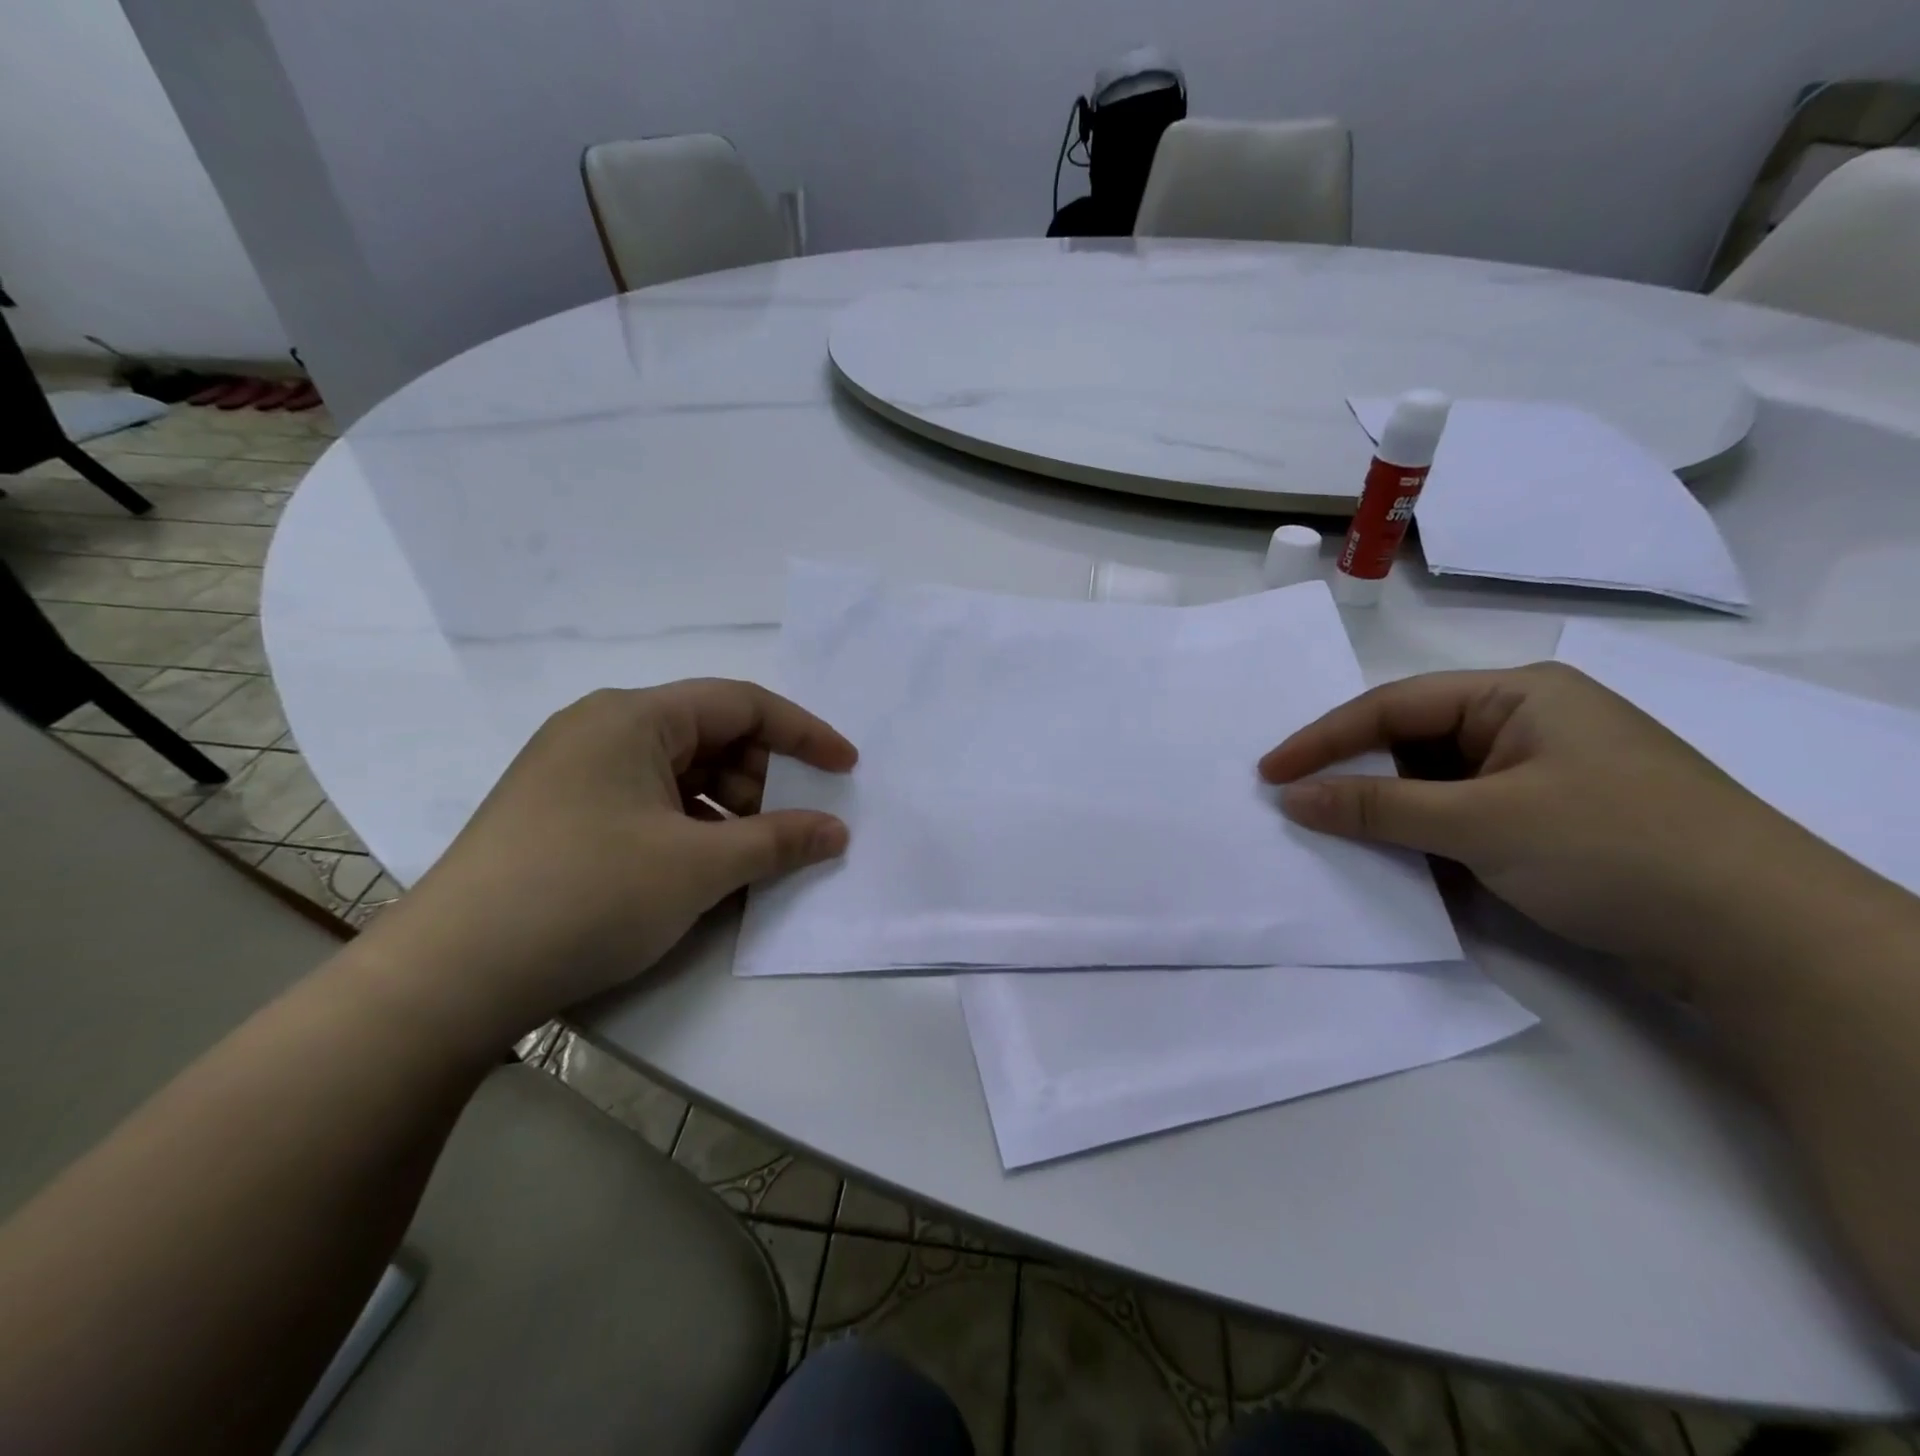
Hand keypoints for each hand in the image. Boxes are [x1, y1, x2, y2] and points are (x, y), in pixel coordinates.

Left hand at [357, 679, 856, 1043]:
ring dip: (729, 809)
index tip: (847, 767)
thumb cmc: (586, 896)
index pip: (741, 703)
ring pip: (680, 774)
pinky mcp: (562, 814)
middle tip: (794, 828)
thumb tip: (837, 831)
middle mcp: (602, 730)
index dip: (804, 733)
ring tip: (751, 859)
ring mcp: (576, 773)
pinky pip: (649, 804)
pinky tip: (704, 872)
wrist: (448, 977)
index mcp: (633, 717)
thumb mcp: (698, 867)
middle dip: (763, 779)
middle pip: (710, 736)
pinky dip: (690, 829)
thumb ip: (778, 840)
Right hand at [1258, 663, 1846, 979]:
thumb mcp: (1482, 823)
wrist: (1766, 941)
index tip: (1269, 773)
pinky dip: (1426, 834)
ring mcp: (1543, 773)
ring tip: (1334, 832)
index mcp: (1518, 695)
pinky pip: (1464, 814)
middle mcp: (1528, 722)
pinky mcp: (1553, 821)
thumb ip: (1377, 808)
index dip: (1324, 739)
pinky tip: (1398, 858)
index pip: (1393, 706)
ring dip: (1388, 809)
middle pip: (1412, 740)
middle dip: (1354, 773)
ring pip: (1435, 782)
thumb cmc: (1615, 849)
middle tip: (1296, 802)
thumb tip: (1290, 797)